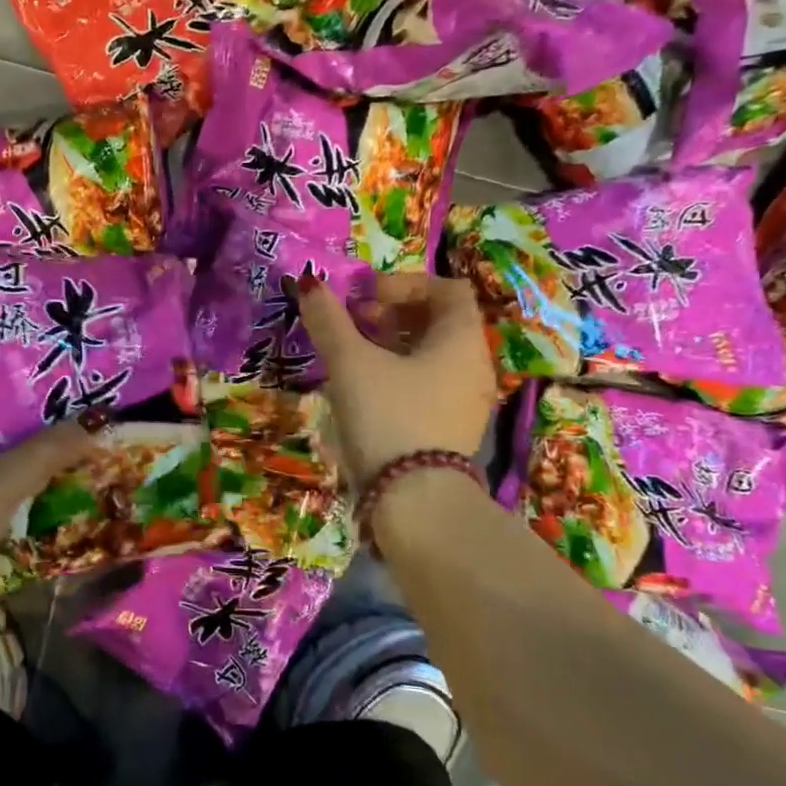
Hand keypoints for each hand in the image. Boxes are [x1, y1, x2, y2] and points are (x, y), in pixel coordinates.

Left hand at [0, 388, 96, 644]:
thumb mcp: (0, 480)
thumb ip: (49, 449)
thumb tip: (97, 422)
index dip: (8, 373)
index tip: (54, 368)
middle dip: (32, 419)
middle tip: (80, 406)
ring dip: (33, 460)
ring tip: (81, 444)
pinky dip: (25, 496)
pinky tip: (62, 493)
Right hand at [294, 271, 497, 485]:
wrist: (415, 502)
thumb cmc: (388, 416)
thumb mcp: (351, 363)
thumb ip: (329, 320)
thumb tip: (310, 283)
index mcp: (461, 339)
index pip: (447, 288)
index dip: (405, 283)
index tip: (366, 297)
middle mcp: (474, 366)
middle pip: (439, 321)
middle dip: (394, 313)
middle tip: (354, 324)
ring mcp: (467, 401)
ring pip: (432, 355)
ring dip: (393, 345)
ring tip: (354, 356)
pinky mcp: (452, 430)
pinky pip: (430, 385)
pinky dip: (400, 374)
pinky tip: (366, 392)